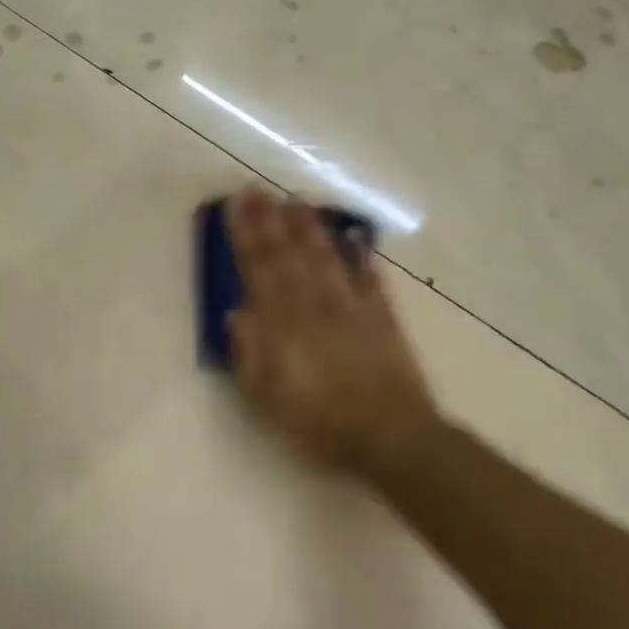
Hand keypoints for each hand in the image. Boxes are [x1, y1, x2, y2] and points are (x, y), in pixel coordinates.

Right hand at [226, 189, 441, 478]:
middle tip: (259, 190)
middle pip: (290, 255)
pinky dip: (362, 257)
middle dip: (272, 221)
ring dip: (311, 228)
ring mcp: (352, 308)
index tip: (238, 206)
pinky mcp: (383, 317)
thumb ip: (250, 354)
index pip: (260, 270)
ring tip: (298, 202)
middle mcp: (316, 306)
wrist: (391, 438)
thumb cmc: (320, 425)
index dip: (247, 235)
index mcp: (284, 325)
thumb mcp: (269, 400)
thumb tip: (237, 311)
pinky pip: (370, 279)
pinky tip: (356, 238)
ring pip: (327, 258)